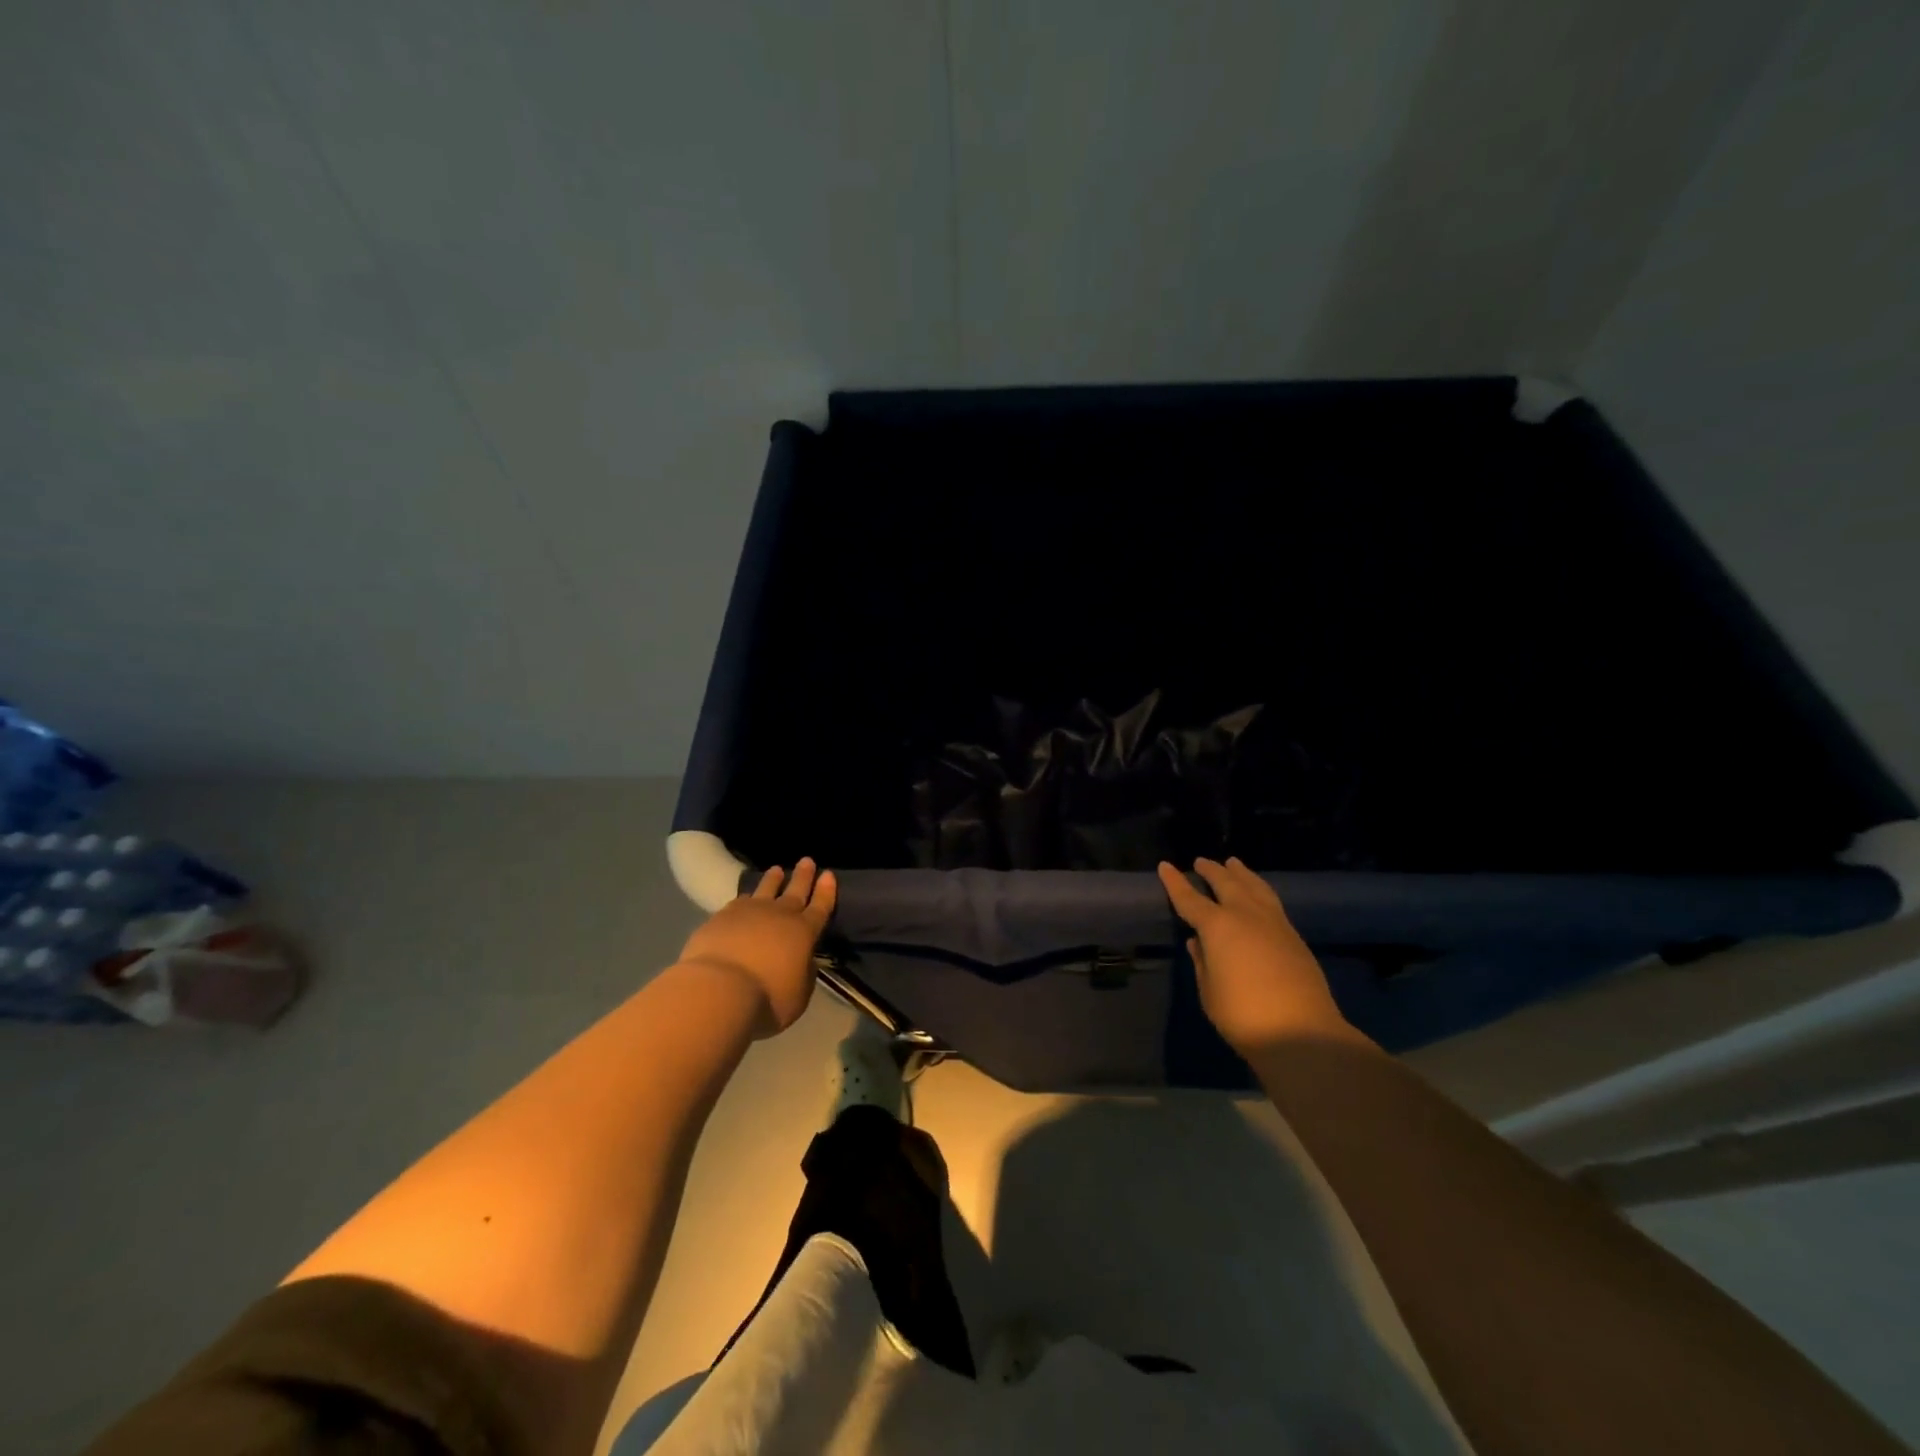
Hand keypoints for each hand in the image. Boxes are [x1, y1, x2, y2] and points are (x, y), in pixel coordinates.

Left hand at [678, 858, 836, 1037]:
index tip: (828, 874)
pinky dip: (745, 898)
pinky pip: (739, 902)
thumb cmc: (766, 1000)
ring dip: (773, 879)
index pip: (821, 907)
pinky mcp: (722, 916)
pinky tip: (744, 898)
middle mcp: (780, 915)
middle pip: (795, 890)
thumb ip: (804, 975)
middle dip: (803, 876)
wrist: (719, 990)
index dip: (826, 891)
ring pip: (766, 889)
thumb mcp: (798, 996)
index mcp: (804, 933)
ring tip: (777, 869)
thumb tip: (803, 962)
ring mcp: (749, 912)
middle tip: (807, 861)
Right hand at [1157, 856, 1359, 1056]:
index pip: (1189, 898)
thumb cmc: (1243, 1015)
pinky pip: (1271, 901)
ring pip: (1254, 887)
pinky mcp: (1294, 936)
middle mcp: (1245, 915)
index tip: (1165, 866)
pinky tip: (1258, 894)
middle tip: (1201, 861)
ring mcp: (1274, 923)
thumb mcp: (1209, 991)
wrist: (1302, 1032)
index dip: (1175, 882)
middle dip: (1211, 870)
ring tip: (1233, 863)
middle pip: (1226, 883)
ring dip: (1241, 874)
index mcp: (1217, 926)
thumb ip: (1202, 962)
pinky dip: (1259, 890)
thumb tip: (1198, 942)